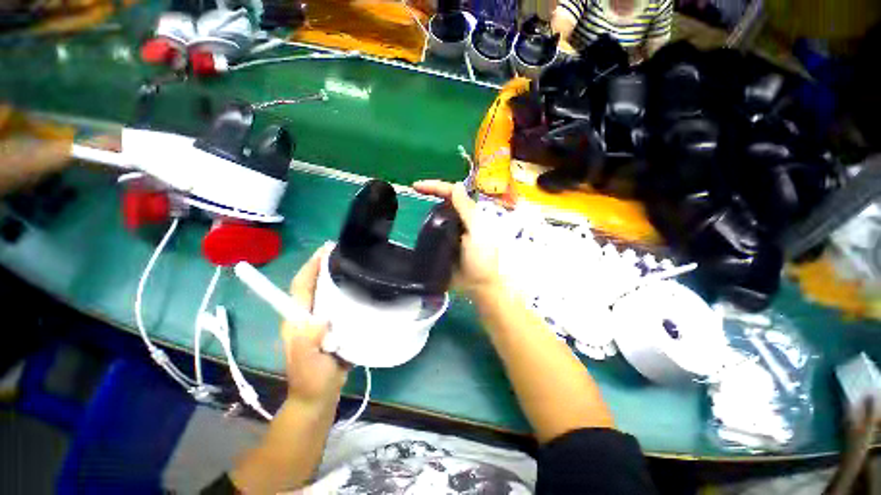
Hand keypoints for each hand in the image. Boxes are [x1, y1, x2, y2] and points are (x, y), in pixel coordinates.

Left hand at [281, 244, 347, 404]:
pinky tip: (361, 288)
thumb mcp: (307, 363)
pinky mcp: (332, 327)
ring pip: (326, 293)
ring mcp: (319, 321)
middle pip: (313, 285)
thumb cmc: (311, 381)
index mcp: (297, 320)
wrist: (319, 397)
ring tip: (355, 264)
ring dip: (336, 276)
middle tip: (344, 252)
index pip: (300, 287)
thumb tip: (319, 318)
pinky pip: (338, 304)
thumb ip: (308, 342)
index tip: (325, 250)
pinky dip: (346, 292)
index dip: (310, 267)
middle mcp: (306, 316)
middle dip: (324, 266)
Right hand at [413, 180, 502, 296]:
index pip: (452, 194)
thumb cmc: (482, 258)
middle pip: (443, 202)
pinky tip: (413, 227)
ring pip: (437, 215)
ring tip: (407, 208)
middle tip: (411, 195)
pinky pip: (432, 232)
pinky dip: (423, 227)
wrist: (478, 286)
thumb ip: (467, 210)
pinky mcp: (443, 244)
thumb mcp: (477, 232)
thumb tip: (455, 186)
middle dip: (428, 194)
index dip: (435, 186)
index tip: (416, 186)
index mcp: (468, 215)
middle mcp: (459, 220)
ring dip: (424, 210)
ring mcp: (450, 232)